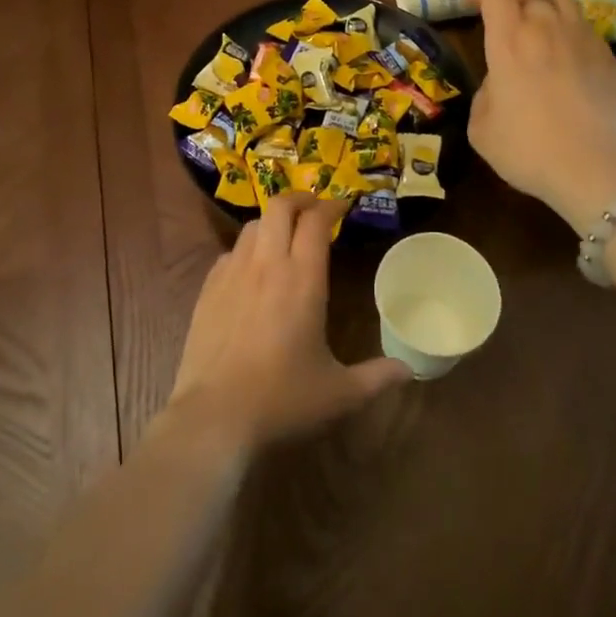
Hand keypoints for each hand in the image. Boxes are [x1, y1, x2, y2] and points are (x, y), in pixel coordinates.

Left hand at [166, 194, 409, 450]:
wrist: (213, 417)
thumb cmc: (282, 400)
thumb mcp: (339, 394)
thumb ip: (376, 377)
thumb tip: (407, 370)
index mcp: (303, 279)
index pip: (316, 221)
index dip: (331, 207)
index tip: (342, 207)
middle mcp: (267, 265)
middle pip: (280, 206)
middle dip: (300, 199)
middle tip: (314, 210)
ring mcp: (233, 273)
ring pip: (253, 225)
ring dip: (273, 222)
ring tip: (285, 237)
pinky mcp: (208, 289)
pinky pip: (230, 253)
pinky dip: (247, 250)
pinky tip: (252, 271)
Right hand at [464, 0, 615, 232]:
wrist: (596, 169)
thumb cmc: (529, 150)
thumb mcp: (482, 127)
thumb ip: (485, 92)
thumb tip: (499, 83)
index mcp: (509, 41)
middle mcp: (546, 28)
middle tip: (500, 8)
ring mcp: (581, 38)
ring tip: (534, 18)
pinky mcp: (607, 54)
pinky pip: (583, 21)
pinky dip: (566, 22)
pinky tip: (562, 47)